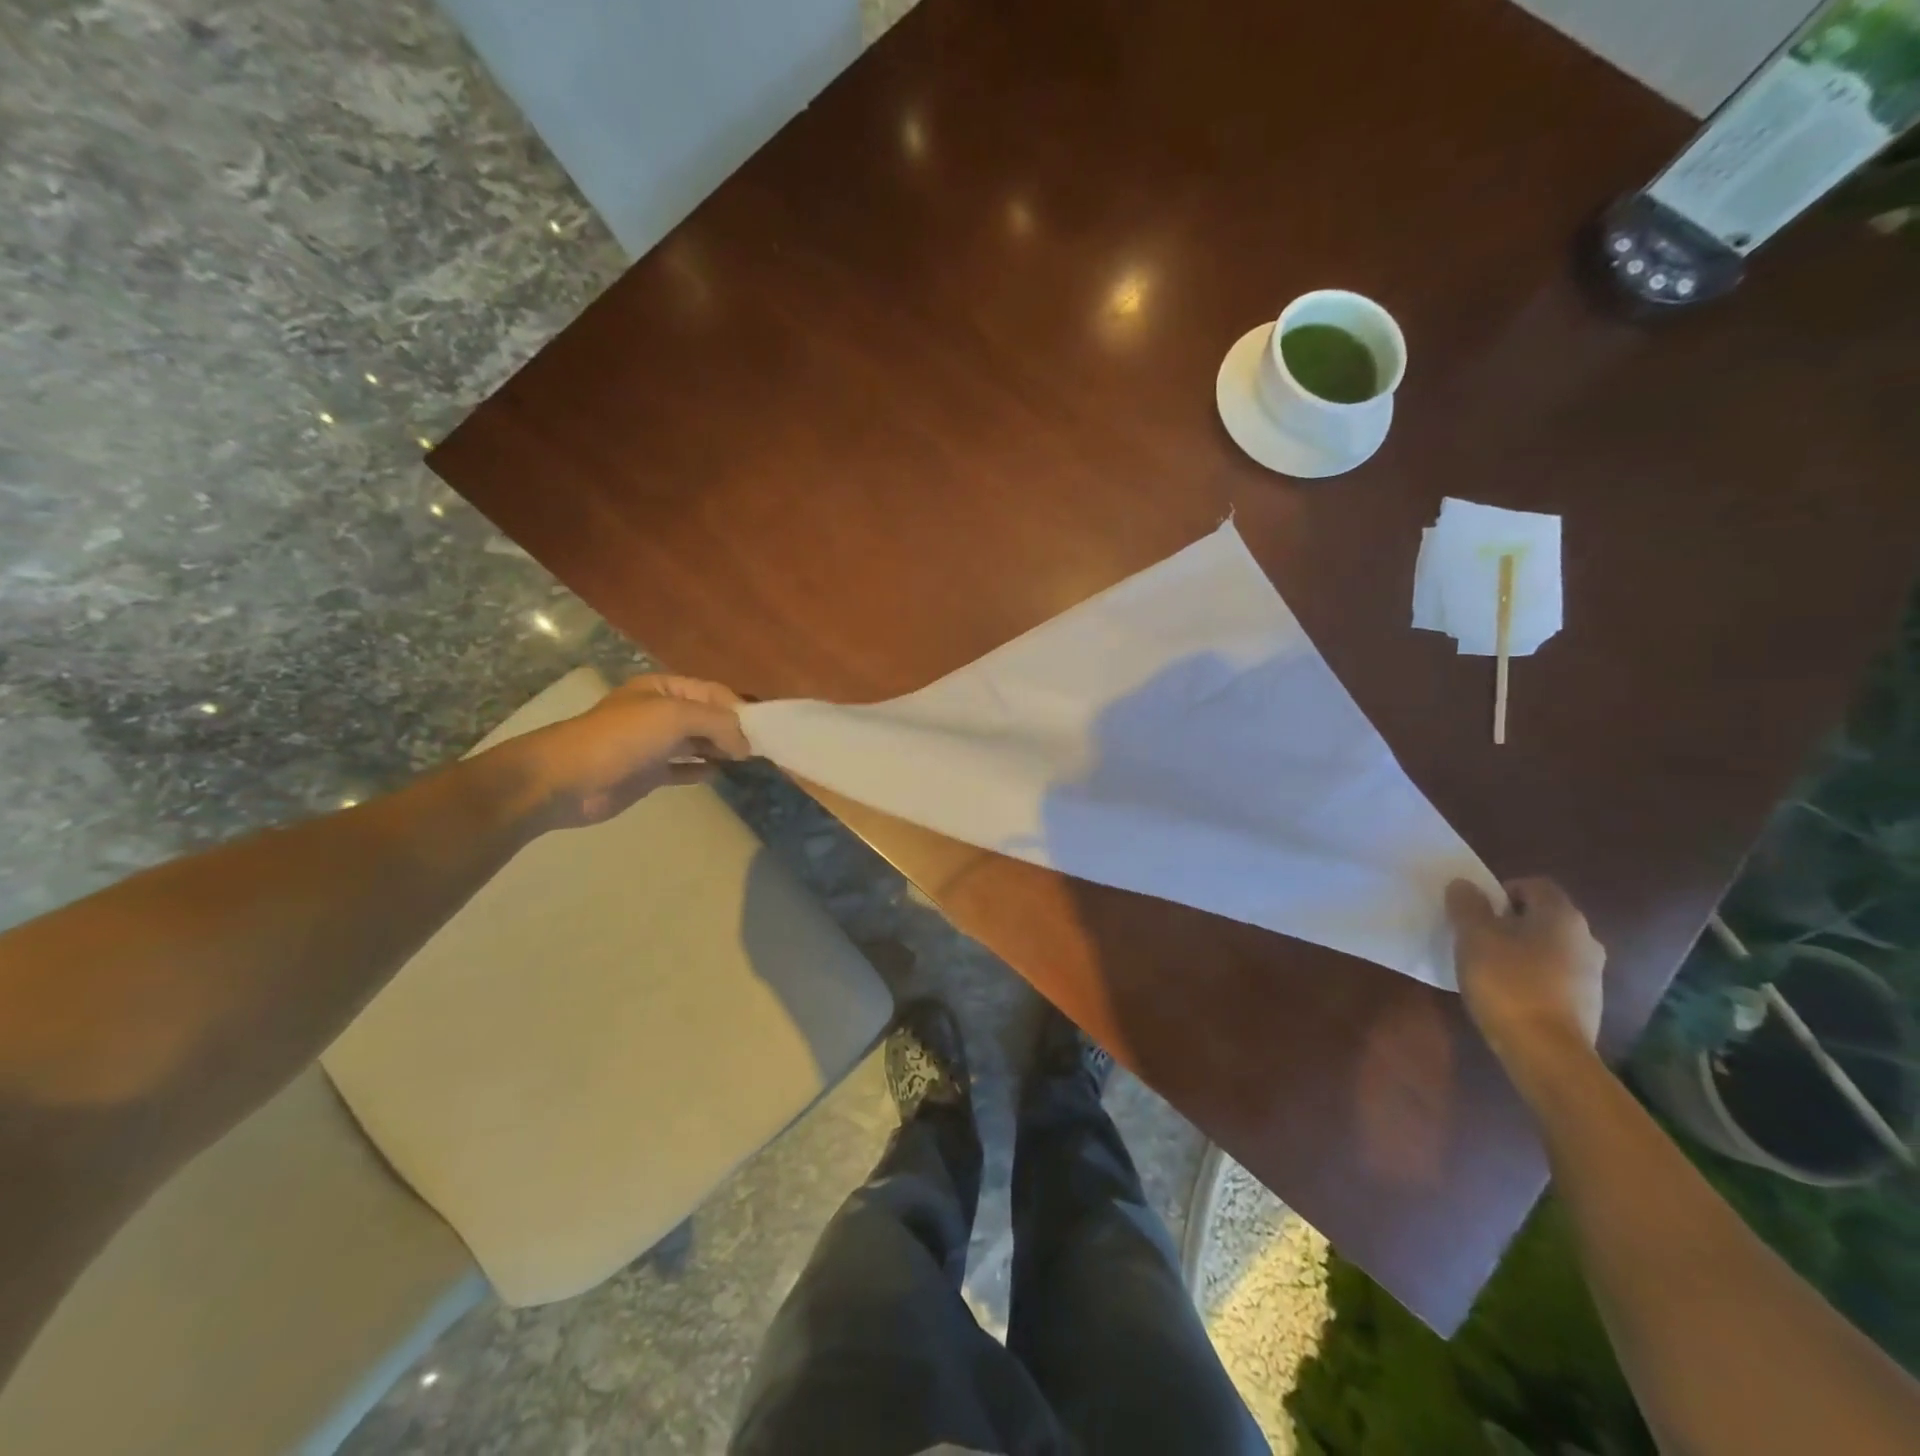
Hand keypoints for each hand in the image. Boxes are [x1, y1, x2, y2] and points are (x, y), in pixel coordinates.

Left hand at [504, 674, 752, 829]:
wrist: (565, 780)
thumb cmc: (622, 739)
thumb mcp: (674, 717)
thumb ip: (718, 723)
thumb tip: (747, 745)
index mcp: (664, 690)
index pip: (713, 692)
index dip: (739, 708)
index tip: (763, 731)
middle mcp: (660, 713)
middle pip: (707, 717)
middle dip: (733, 730)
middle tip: (761, 749)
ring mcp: (653, 744)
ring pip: (698, 742)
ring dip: (721, 749)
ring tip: (747, 761)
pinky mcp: (648, 773)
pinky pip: (683, 768)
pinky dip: (701, 770)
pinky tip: (719, 774)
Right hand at [1447, 877, 1605, 1073]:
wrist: (1546, 1051)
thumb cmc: (1508, 983)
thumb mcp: (1474, 937)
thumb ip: (1467, 905)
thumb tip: (1464, 884)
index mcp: (1561, 915)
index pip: (1534, 885)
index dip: (1502, 890)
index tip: (1477, 911)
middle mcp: (1586, 938)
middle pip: (1543, 916)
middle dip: (1510, 921)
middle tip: (1478, 937)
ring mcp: (1592, 973)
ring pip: (1550, 946)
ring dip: (1521, 949)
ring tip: (1490, 967)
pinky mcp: (1588, 1002)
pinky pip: (1556, 975)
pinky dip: (1533, 975)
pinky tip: (1509, 993)